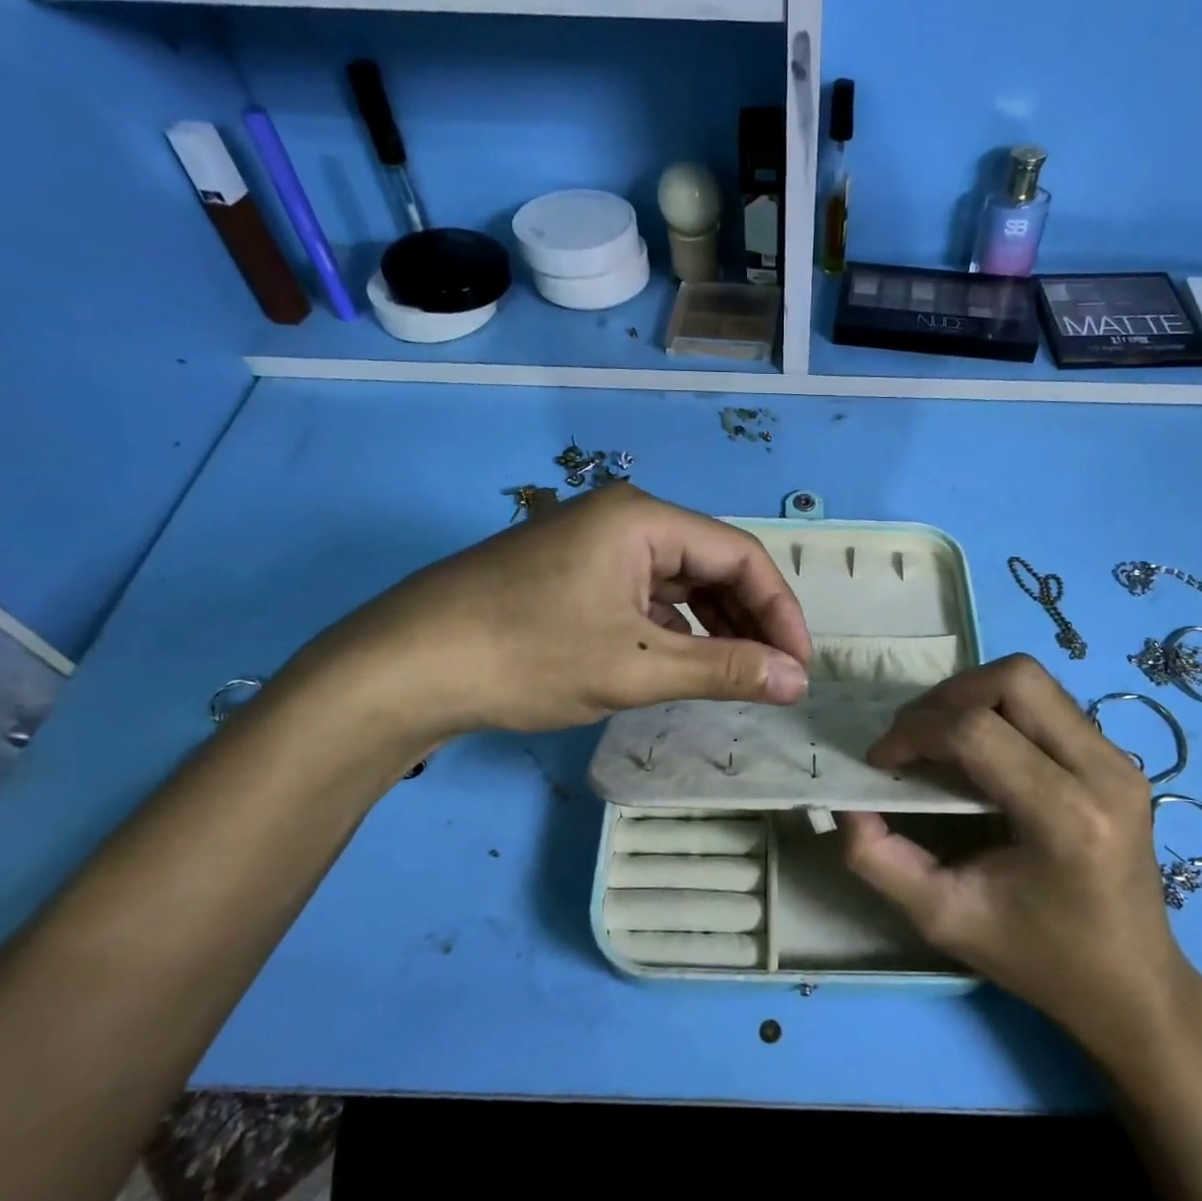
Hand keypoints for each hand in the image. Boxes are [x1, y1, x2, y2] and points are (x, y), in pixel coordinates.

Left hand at [291, 483, 811, 736]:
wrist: (402, 669)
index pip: (741, 555)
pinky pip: (644, 597)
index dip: (781, 612)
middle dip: (749, 621)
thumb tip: (797, 681)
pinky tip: (682, 664)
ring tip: (737, 677)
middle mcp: (623, 519)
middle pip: (711, 564)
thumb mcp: (635, 667)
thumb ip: (724, 670)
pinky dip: (673, 630)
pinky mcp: (572, 576)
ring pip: (679, 583)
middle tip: (773, 678)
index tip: (799, 668)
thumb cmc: (527, 657)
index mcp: (644, 519)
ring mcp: (593, 546)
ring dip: (714, 628)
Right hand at [841, 655, 1189, 1040]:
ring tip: (939, 738)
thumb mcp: (943, 918)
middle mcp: (1105, 773)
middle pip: (1015, 679)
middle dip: (947, 696)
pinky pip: (1049, 702)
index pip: (977, 732)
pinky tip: (979, 752)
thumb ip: (880, 860)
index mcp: (1068, 819)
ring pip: (1033, 680)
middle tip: (912, 737)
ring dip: (972, 696)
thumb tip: (845, 804)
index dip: (915, 732)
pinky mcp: (1119, 758)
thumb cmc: (1038, 959)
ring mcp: (1120, 760)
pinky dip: (1000, 709)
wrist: (1132, 986)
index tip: (881, 760)